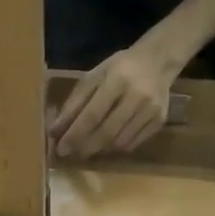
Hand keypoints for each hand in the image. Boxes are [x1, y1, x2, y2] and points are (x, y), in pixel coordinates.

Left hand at [50, 35, 185, 158]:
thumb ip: (74, 103)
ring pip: (120, 142)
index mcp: (117, 80)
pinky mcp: (159, 122)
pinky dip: (116, 147)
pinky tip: (108, 143)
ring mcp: (151, 111)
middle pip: (107, 132)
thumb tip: (55, 131)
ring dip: (100, 149)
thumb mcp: (94, 77)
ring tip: (88, 147)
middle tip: (71, 153)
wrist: (158, 62)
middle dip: (85, 147)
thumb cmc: (119, 68)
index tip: (61, 149)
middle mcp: (137, 97)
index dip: (75, 135)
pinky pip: (133, 144)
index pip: (92, 115)